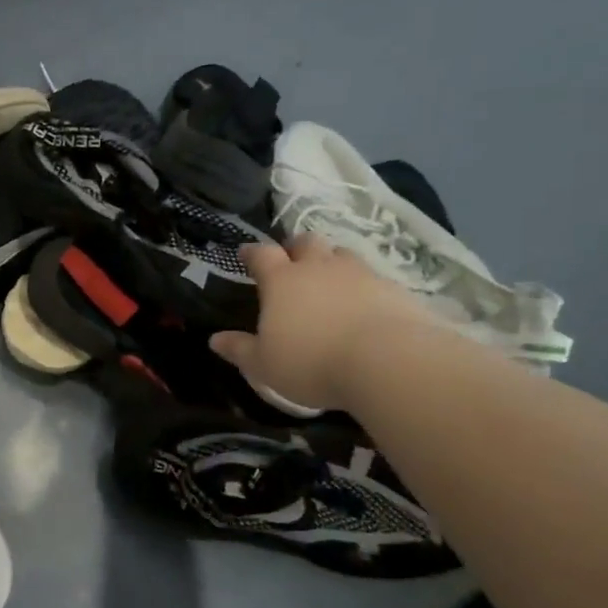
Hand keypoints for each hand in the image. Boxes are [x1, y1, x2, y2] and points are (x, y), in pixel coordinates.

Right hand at [211, 235, 436, 408]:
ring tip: (329, 279)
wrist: (388, 361)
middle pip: (305, 242)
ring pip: (342, 254)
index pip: (262, 254)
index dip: (252, 253)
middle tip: (292, 260)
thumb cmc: (312, 362)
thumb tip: (214, 339)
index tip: (246, 254)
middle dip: (296, 247)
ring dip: (332, 262)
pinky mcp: (393, 288)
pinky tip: (364, 304)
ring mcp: (359, 274)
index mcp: (282, 280)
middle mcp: (319, 268)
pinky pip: (372, 278)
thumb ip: (239, 349)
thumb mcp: (264, 364)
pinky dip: (363, 285)